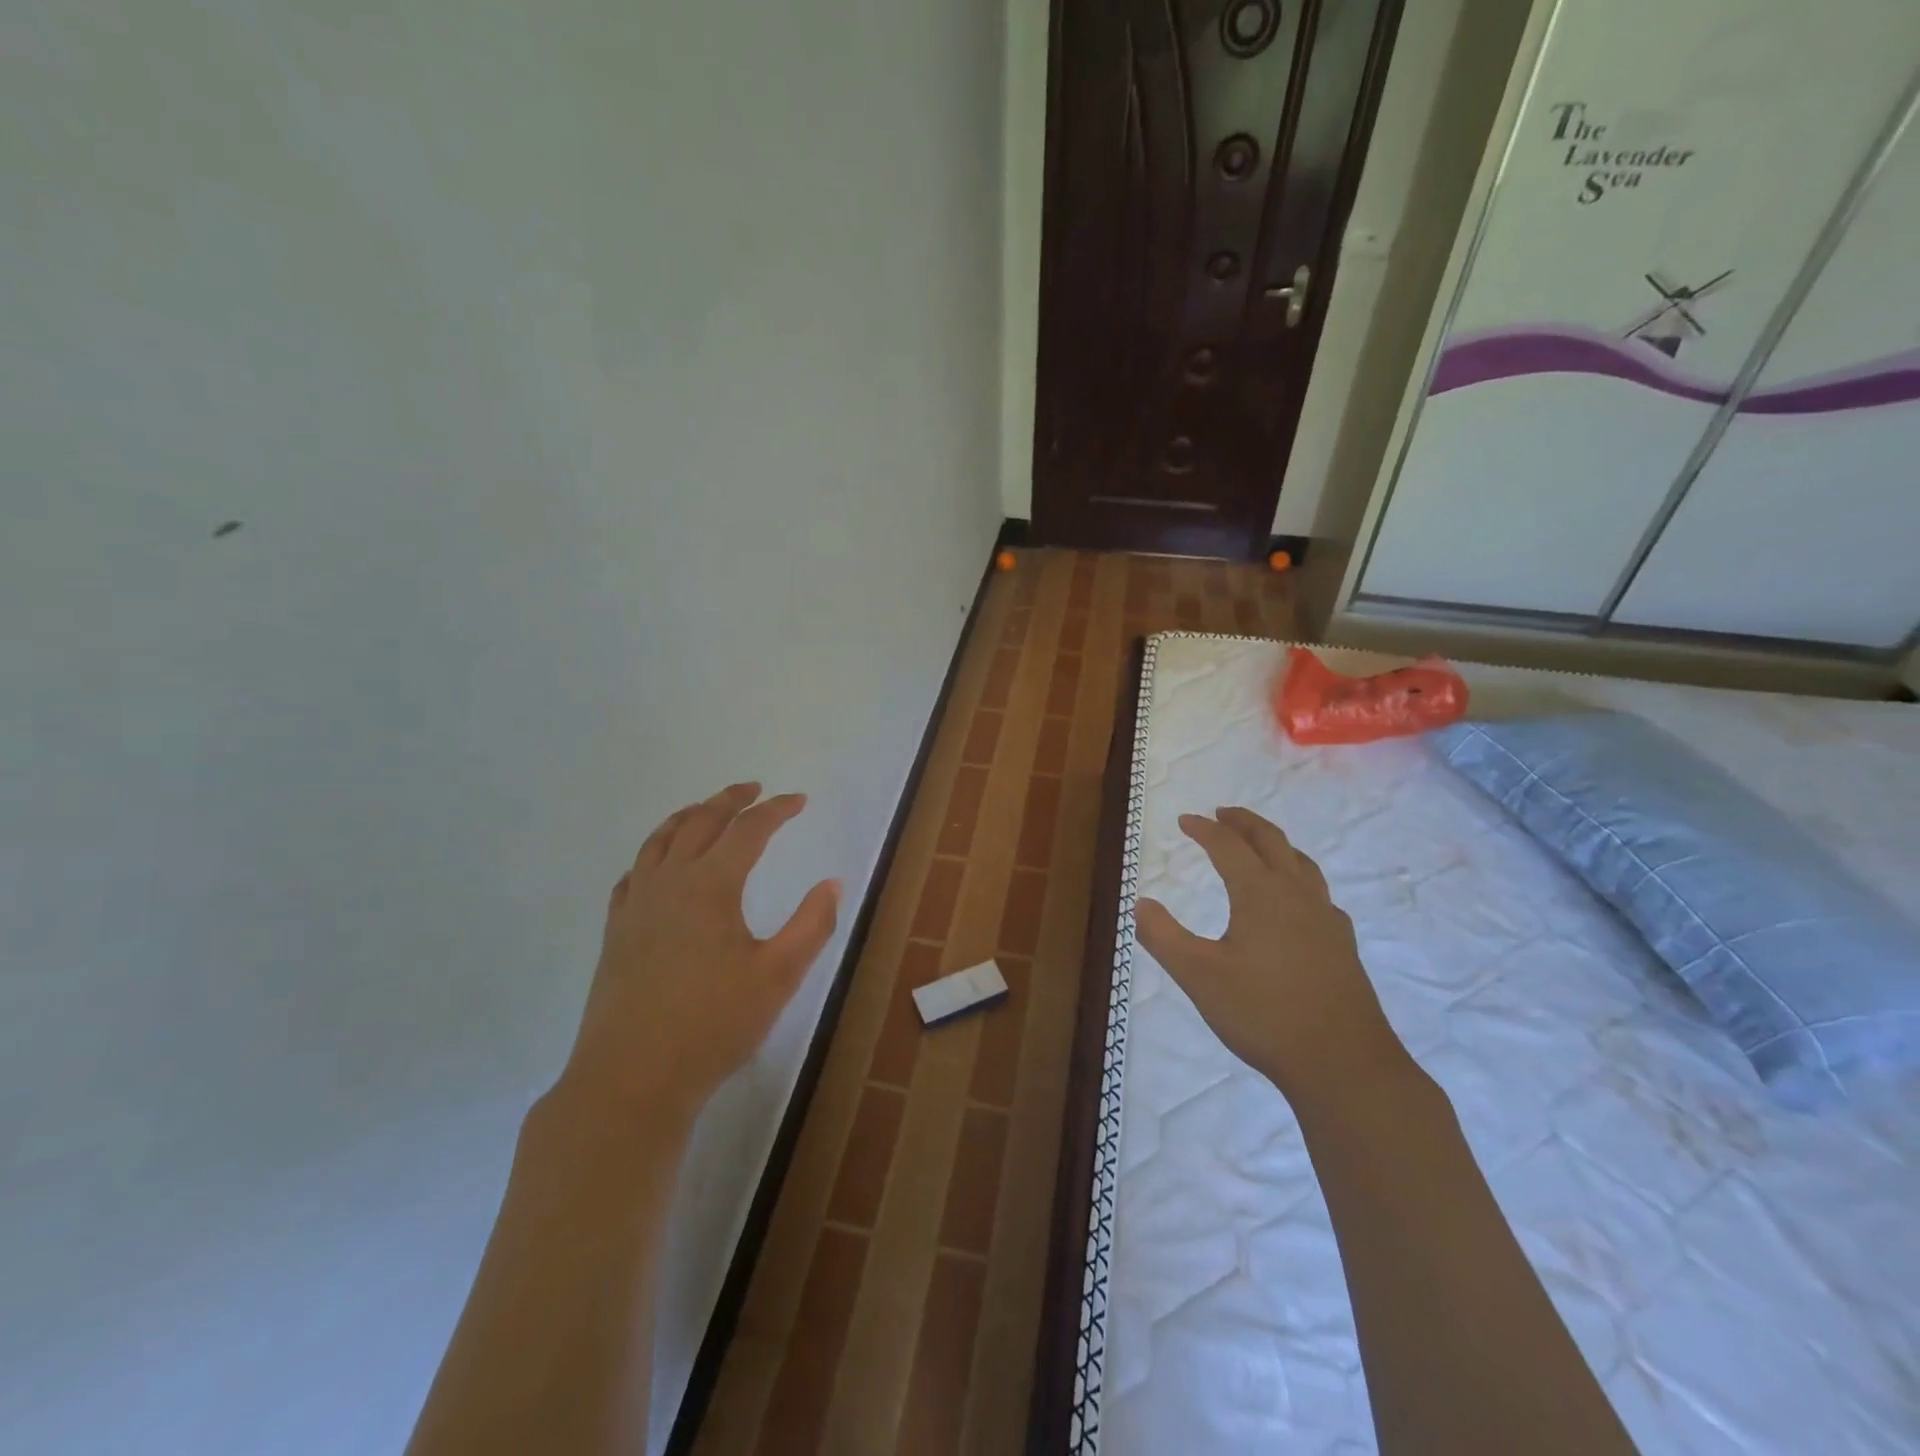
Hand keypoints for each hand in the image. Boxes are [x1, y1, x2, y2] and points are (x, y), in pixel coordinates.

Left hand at [554, 782, 839, 1129]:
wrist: (631, 1079)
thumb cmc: (713, 1025)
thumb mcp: (778, 976)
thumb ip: (811, 925)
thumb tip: (832, 883)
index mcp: (710, 885)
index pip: (748, 830)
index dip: (776, 810)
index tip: (799, 800)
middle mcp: (669, 883)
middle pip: (699, 822)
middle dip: (729, 800)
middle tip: (753, 788)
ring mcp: (636, 906)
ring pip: (659, 841)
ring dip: (687, 817)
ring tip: (706, 810)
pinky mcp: (616, 932)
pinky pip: (633, 874)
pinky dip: (652, 854)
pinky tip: (658, 865)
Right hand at [1135, 807, 1410, 1104]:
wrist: (1343, 1063)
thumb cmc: (1263, 1014)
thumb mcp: (1198, 976)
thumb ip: (1163, 936)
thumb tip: (1139, 902)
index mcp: (1261, 894)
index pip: (1228, 846)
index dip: (1204, 829)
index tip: (1184, 820)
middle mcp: (1297, 895)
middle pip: (1271, 841)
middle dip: (1244, 823)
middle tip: (1222, 814)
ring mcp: (1326, 919)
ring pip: (1301, 863)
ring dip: (1275, 844)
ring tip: (1259, 846)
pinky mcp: (1342, 945)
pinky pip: (1318, 893)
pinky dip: (1299, 878)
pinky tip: (1296, 902)